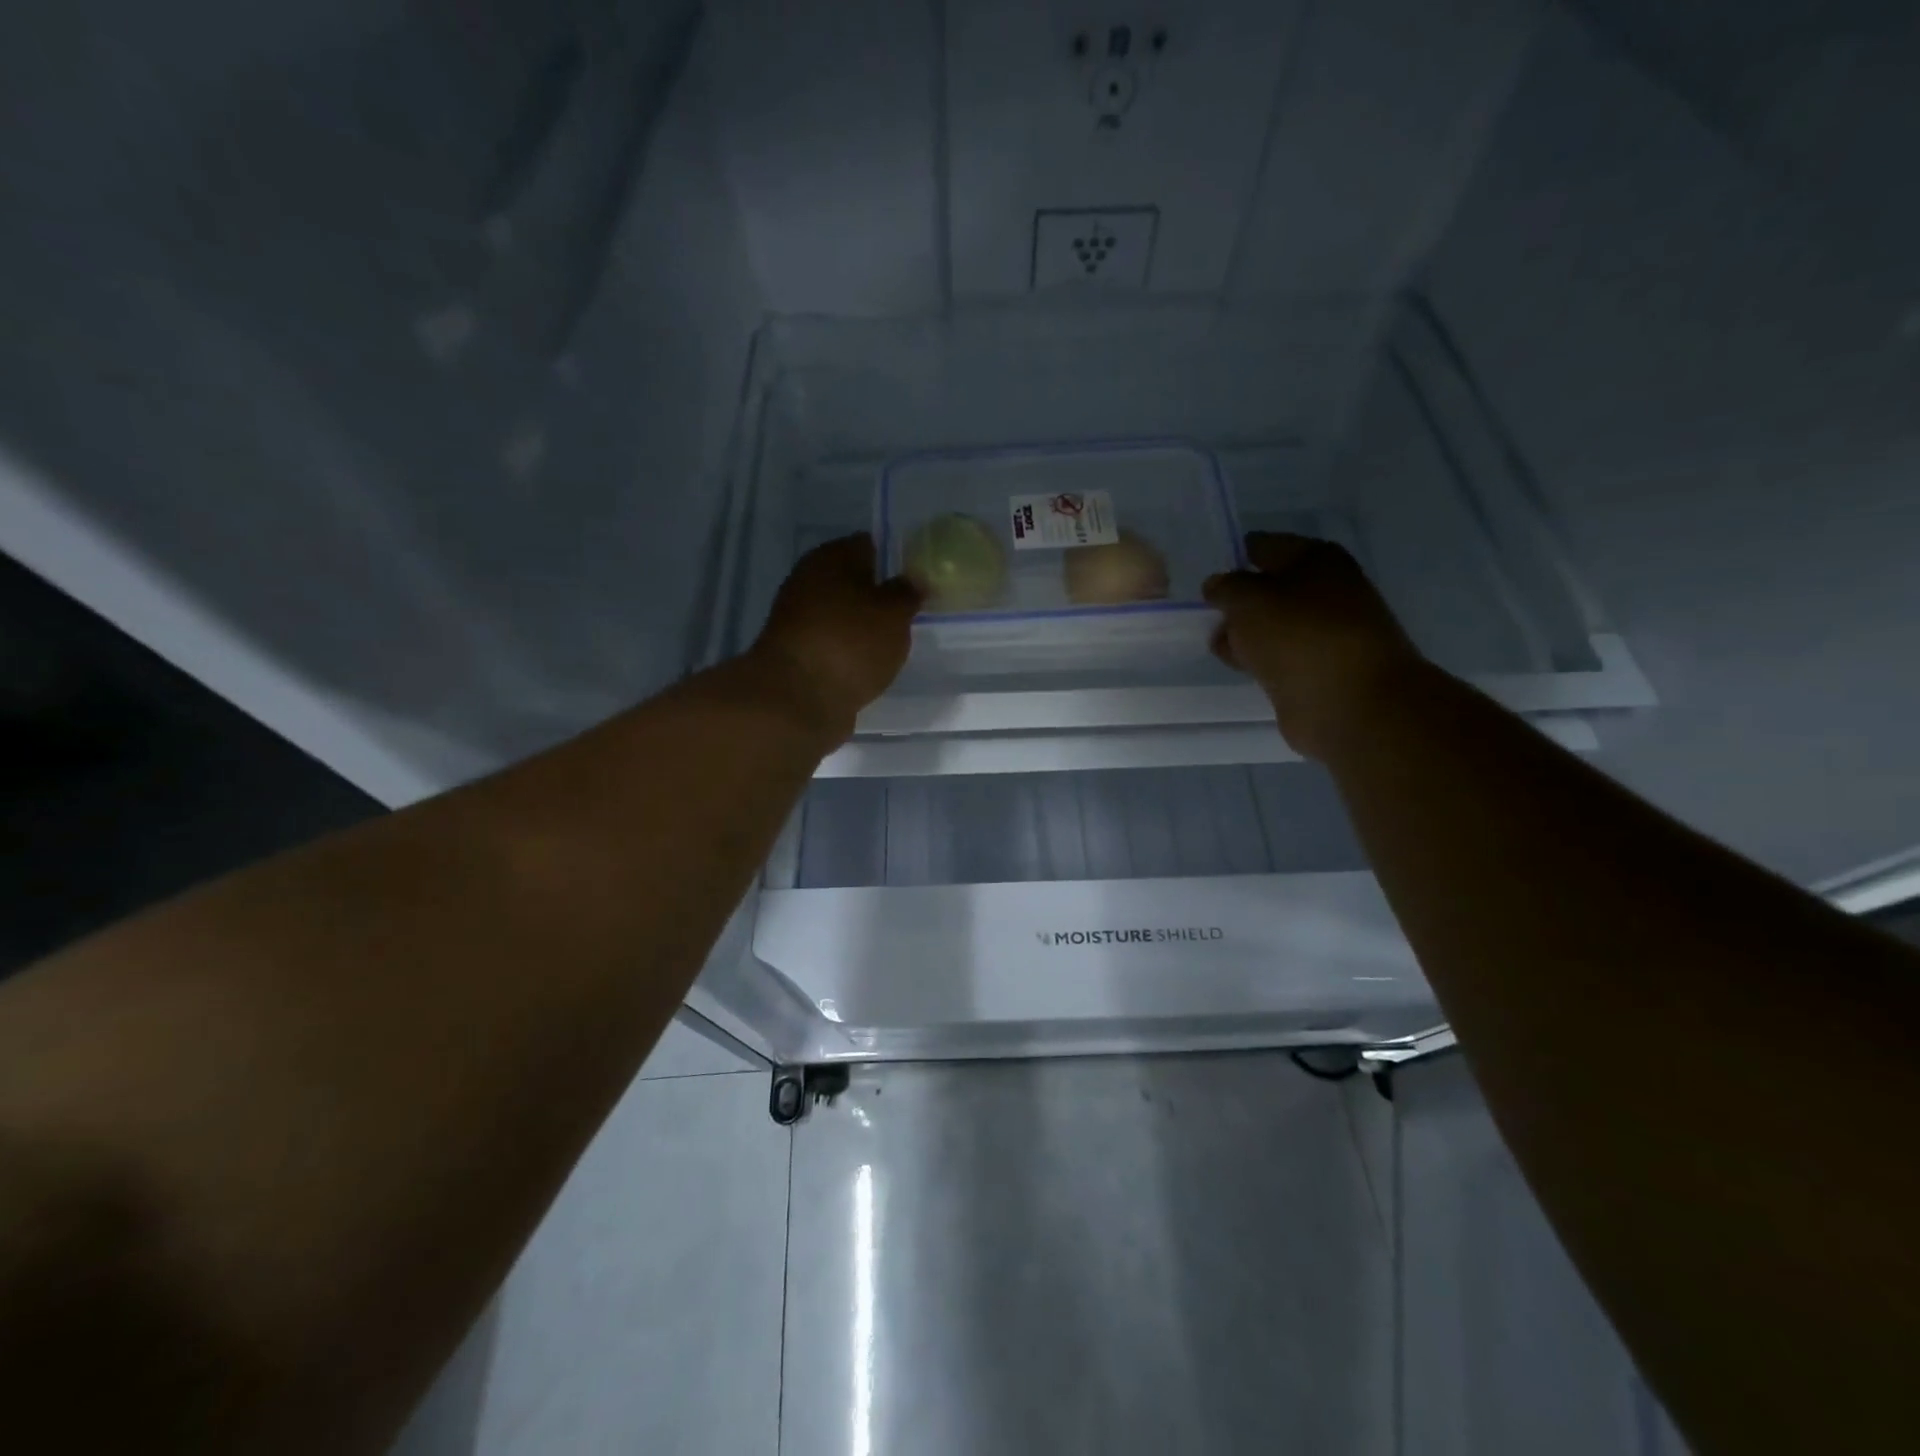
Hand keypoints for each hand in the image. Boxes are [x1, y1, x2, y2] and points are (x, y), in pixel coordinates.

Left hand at [750, 534, 921, 738]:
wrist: (797, 699)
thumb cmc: (850, 643)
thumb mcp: (894, 614)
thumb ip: (907, 593)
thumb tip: (912, 579)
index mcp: (829, 557)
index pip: (867, 545)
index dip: (894, 559)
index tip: (917, 582)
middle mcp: (808, 581)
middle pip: (852, 582)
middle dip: (879, 596)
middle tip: (910, 615)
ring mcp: (798, 619)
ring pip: (842, 615)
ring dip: (864, 626)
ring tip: (894, 643)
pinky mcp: (797, 654)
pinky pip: (834, 644)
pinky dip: (850, 652)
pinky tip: (869, 665)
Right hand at [1203, 532, 1424, 761]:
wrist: (1350, 703)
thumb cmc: (1299, 637)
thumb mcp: (1248, 601)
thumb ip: (1226, 588)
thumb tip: (1217, 586)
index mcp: (1316, 559)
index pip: (1264, 546)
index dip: (1232, 556)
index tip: (1203, 572)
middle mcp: (1325, 589)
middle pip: (1268, 586)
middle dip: (1237, 598)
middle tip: (1201, 609)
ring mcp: (1323, 631)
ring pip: (1271, 623)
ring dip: (1244, 630)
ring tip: (1213, 640)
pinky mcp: (1317, 668)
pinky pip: (1277, 654)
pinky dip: (1258, 657)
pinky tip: (1237, 663)